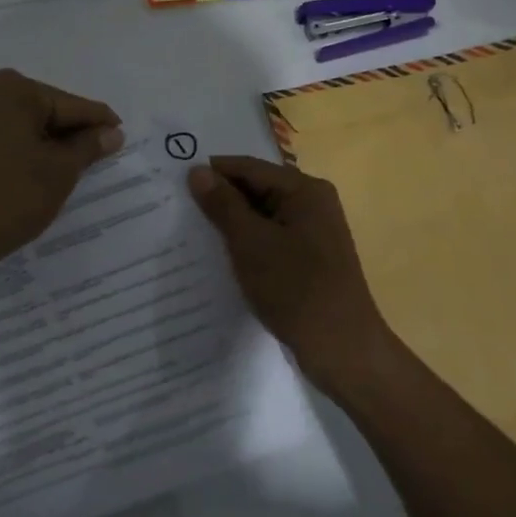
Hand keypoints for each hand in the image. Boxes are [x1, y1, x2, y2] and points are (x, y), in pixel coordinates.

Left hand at [0, 69, 122, 293]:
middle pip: (43, 110)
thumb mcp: (59, 173)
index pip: (72, 106)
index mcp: (14, 90)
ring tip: (63, 168)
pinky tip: (26, 172)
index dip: (100, 123)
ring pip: (17, 124)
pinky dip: (15, 150)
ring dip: (41, 142)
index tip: (121, 136)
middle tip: (94, 156)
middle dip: (68, 132)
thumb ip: (88, 146)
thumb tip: (111, 132)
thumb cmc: (8, 200)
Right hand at [188, 156, 388, 398]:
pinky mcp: (309, 260)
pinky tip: (220, 256)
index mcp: (305, 190)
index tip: (174, 182)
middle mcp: (313, 204)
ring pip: (262, 216)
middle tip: (178, 207)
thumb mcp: (251, 243)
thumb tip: (197, 172)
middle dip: (220, 198)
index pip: (249, 167)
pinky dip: (247, 243)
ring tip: (191, 230)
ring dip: (231, 223)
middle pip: (257, 189)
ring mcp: (313, 233)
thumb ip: (223, 205)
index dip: (212, 172)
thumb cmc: (295, 288)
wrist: (341, 349)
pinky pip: (270, 239)